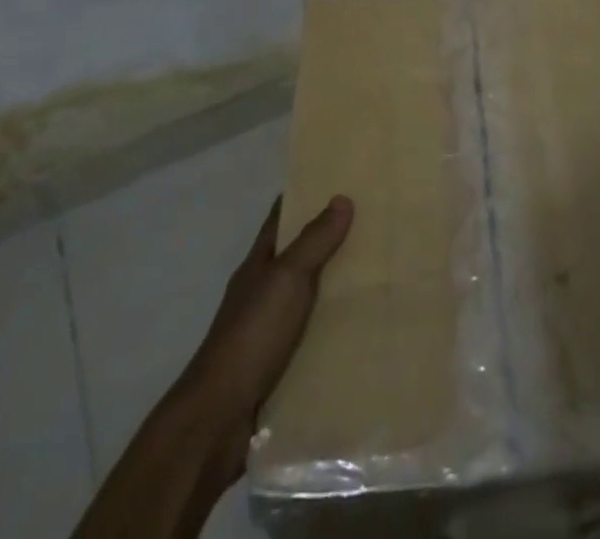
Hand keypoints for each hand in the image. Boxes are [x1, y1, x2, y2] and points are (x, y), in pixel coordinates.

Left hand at [175, 196, 353, 478]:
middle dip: (331, 241)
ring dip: (337, 289)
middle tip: (376, 224)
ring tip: (381, 274)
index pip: (281, 219)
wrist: (218, 421)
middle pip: (298, 257)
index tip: (338, 179)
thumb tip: (341, 198)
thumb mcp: (286, 279)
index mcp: (258, 265)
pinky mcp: (280, 368)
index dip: (304, 197)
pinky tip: (365, 330)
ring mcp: (269, 332)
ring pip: (309, 299)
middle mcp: (262, 293)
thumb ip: (314, 241)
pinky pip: (314, 340)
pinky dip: (335, 332)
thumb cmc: (251, 336)